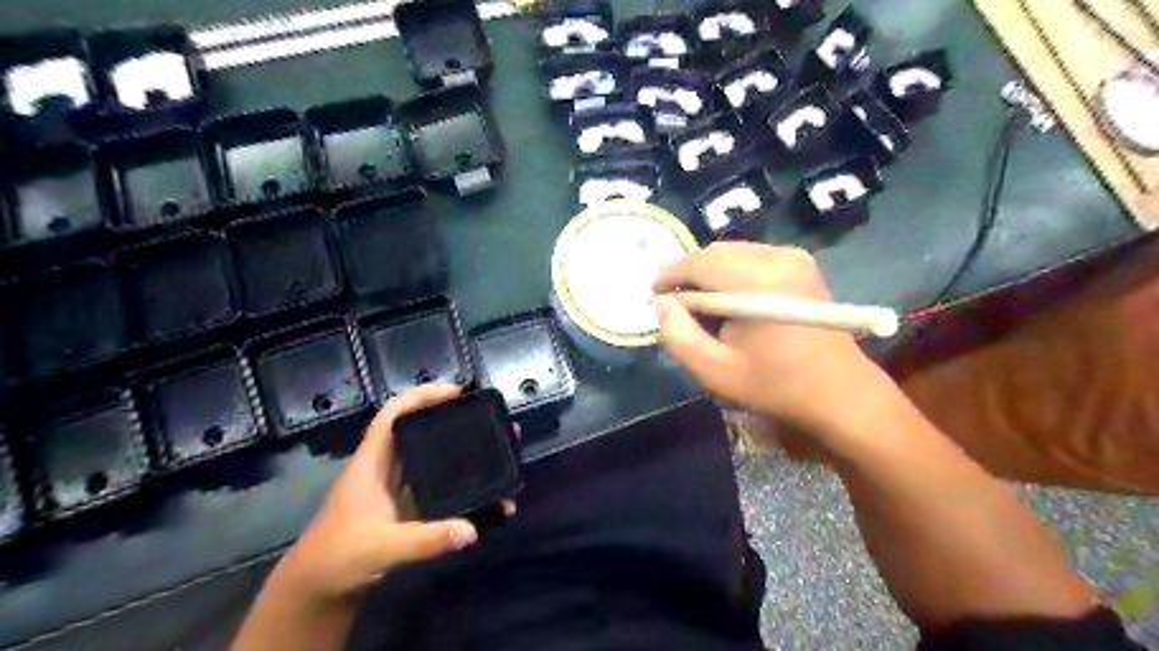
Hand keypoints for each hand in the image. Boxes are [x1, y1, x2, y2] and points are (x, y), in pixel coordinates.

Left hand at [277, 385, 476, 602]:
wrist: (314, 593)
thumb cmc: (336, 559)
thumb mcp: (381, 547)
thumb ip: (426, 540)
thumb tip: (472, 530)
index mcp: (371, 463)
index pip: (393, 414)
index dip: (421, 395)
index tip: (456, 392)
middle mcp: (384, 469)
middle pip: (417, 431)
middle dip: (449, 419)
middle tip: (485, 418)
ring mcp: (394, 489)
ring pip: (428, 457)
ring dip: (456, 450)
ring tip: (490, 447)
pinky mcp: (403, 509)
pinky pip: (434, 486)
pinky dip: (456, 483)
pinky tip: (479, 490)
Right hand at [651, 240, 895, 445]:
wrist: (839, 392)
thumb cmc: (774, 385)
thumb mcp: (715, 371)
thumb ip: (678, 335)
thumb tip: (661, 304)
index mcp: (755, 281)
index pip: (698, 263)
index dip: (669, 275)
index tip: (650, 294)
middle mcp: (776, 257)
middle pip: (715, 253)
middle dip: (688, 274)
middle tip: (672, 303)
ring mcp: (792, 257)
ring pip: (732, 253)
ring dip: (709, 273)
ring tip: (698, 304)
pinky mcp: (801, 264)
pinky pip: (751, 257)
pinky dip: (731, 273)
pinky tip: (728, 301)